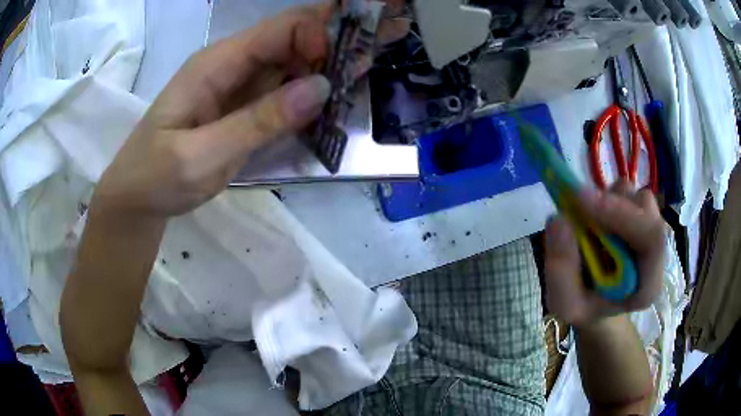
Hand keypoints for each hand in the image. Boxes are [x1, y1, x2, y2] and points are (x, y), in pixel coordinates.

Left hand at [93, 5, 332, 217]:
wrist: (136, 199)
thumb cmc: (156, 177)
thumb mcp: (200, 156)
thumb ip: (258, 121)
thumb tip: (321, 87)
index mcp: (216, 63)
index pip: (280, 28)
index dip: (318, 36)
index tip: (343, 69)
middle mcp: (232, 66)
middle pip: (292, 41)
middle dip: (331, 51)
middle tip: (363, 78)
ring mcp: (238, 88)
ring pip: (292, 67)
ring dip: (323, 77)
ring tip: (353, 97)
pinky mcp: (243, 110)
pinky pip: (283, 94)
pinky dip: (307, 100)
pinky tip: (327, 115)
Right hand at [544, 180, 665, 326]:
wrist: (598, 302)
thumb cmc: (586, 307)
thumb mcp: (566, 304)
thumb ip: (561, 272)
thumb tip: (559, 219)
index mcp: (648, 283)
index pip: (651, 239)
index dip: (621, 214)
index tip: (582, 201)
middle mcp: (656, 252)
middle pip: (646, 209)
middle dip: (612, 204)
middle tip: (578, 203)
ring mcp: (649, 229)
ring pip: (635, 196)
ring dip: (608, 201)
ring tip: (587, 222)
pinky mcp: (639, 214)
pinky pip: (626, 193)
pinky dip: (606, 198)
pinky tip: (594, 219)